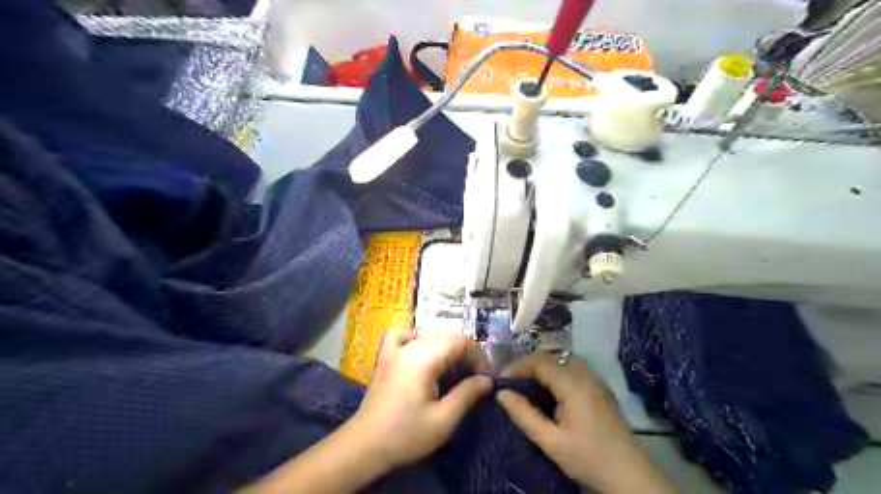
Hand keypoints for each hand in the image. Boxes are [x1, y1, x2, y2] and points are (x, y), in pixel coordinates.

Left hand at [349, 330, 487, 468]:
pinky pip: (401, 334)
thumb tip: (486, 381)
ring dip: (446, 347)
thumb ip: (467, 395)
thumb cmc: (405, 435)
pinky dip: (415, 337)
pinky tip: (421, 352)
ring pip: (428, 334)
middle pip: (446, 335)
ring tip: (452, 369)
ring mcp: (394, 349)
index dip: (477, 356)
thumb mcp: (443, 420)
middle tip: (472, 378)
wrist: (365, 445)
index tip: (484, 378)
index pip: (459, 341)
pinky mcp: (385, 357)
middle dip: (465, 353)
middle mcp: (409, 347)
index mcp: (423, 359)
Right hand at [495, 354, 675, 491]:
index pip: (539, 361)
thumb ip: (524, 415)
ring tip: (527, 385)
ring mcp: (595, 379)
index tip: (501, 380)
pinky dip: (556, 373)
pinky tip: (550, 392)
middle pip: (550, 357)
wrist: (629, 475)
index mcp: (572, 384)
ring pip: (562, 361)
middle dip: (528, 366)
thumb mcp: (550, 441)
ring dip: (542, 368)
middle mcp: (585, 374)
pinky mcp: (600, 387)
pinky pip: (573, 369)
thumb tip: (501, 393)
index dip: (517, 366)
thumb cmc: (587, 458)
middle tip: (511, 383)